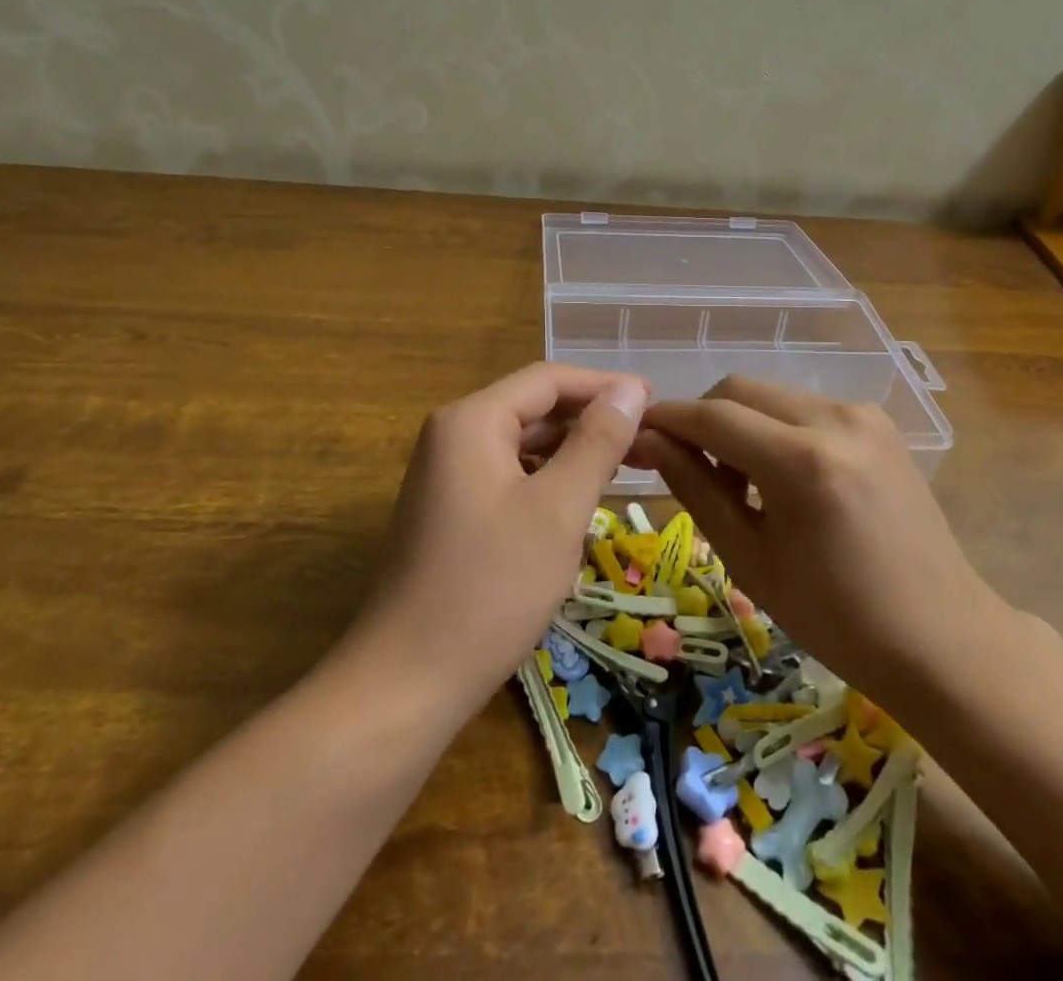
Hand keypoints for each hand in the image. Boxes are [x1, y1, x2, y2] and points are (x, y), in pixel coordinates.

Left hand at [355, 363, 648, 711]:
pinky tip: (578, 502)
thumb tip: (631, 389)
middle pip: (534, 408)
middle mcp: (453, 435)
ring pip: (523, 444)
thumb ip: (598, 441)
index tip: (656, 403)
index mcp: (472, 420)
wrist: (407, 682)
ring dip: (573, 451)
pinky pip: (508, 475)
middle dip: (591, 419)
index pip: (548, 379)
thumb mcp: (558, 509)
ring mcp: (446, 474)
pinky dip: (548, 480)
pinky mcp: (449, 510)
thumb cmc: (491, 587)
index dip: (605, 385)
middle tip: (650, 440)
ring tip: (625, 467)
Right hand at [633, 376, 1005, 711]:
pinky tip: (781, 477)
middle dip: (703, 419)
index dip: (667, 420)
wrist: (942, 638)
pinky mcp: (879, 423)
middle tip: (690, 469)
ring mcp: (863, 415)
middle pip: (740, 390)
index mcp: (802, 461)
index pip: (713, 416)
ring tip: (739, 481)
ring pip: (772, 395)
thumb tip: (649, 442)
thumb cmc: (837, 618)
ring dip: (740, 423)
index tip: (635, 434)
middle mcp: (835, 419)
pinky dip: (776, 428)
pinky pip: (805, 408)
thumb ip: (696, 490)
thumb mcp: (750, 560)